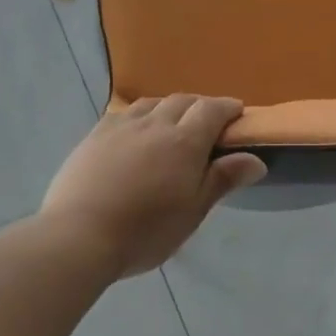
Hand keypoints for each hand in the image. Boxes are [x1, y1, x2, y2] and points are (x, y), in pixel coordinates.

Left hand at [42, 96, 266, 277]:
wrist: (79, 234)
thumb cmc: (146, 231)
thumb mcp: (192, 211)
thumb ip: (222, 180)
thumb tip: (256, 159)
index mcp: (184, 142)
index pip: (212, 110)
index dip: (228, 108)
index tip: (237, 113)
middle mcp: (154, 124)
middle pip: (182, 101)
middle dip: (200, 106)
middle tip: (208, 122)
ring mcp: (120, 127)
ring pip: (151, 103)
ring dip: (168, 107)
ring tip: (172, 123)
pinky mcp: (94, 136)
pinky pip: (123, 113)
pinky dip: (140, 114)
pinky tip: (136, 130)